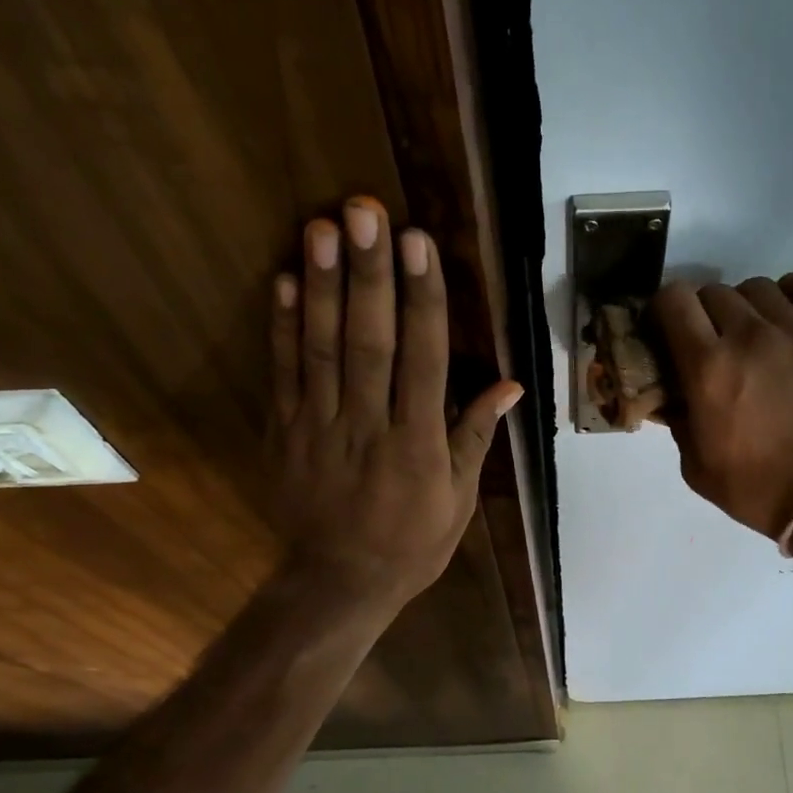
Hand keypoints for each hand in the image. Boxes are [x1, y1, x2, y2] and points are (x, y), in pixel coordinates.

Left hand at [270, 198, 520, 612]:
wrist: (339, 582)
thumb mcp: (457, 501)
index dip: (421, 300)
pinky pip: (282, 375)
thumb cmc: (411, 544)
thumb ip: (475, 437)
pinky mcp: (285, 433)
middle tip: (364, 211)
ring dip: (322, 286)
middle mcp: (368, 427)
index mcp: (417, 446)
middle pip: (369, 342)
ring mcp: (319, 427)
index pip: (423, 361)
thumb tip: (510, 383)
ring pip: (321, 349)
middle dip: (369, 275)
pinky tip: (283, 281)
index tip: (419, 245)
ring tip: (322, 227)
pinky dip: (282, 328)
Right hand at [651, 271, 792, 537]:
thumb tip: (671, 395)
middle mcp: (749, 336)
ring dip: (742, 306)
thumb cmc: (754, 489)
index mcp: (708, 367)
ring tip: (746, 334)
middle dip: (699, 314)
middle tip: (704, 344)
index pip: (674, 300)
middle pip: (713, 292)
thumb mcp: (694, 466)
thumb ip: (677, 420)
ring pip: (757, 287)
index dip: (662, 310)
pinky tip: (788, 311)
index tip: (664, 332)